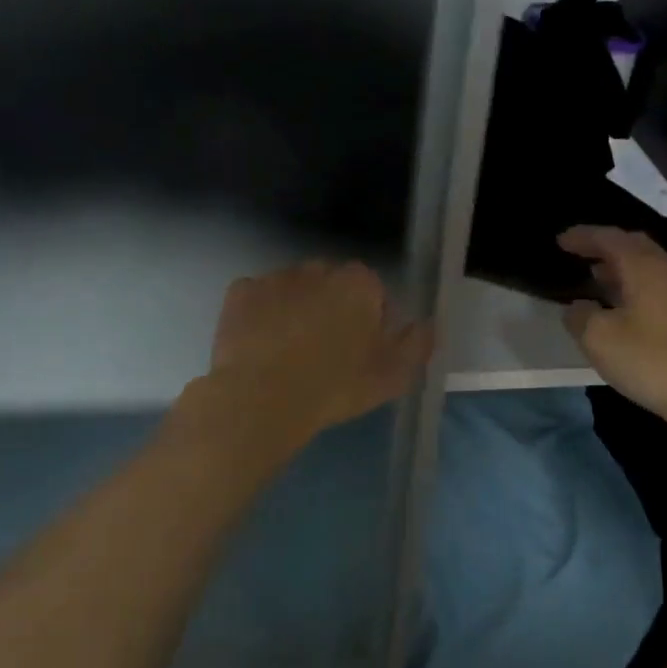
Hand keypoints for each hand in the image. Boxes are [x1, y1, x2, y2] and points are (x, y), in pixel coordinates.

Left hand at [204, 260, 433, 444]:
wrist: (262, 398)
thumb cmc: (335, 387)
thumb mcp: (393, 376)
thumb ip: (417, 345)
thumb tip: (427, 324)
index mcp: (358, 283)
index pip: (373, 292)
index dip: (370, 321)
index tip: (362, 352)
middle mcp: (318, 269)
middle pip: (332, 286)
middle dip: (332, 310)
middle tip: (327, 353)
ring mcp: (275, 278)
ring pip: (294, 290)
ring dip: (297, 310)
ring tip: (291, 352)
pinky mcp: (240, 293)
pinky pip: (258, 299)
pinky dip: (262, 316)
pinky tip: (262, 346)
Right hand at [558, 226, 666, 426]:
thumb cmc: (652, 360)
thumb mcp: (599, 339)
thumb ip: (580, 316)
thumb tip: (577, 307)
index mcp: (644, 267)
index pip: (609, 238)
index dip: (583, 236)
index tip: (560, 240)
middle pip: (634, 246)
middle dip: (604, 246)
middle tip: (579, 253)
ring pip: (647, 268)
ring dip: (619, 268)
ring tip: (595, 278)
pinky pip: (655, 288)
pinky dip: (633, 287)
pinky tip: (621, 307)